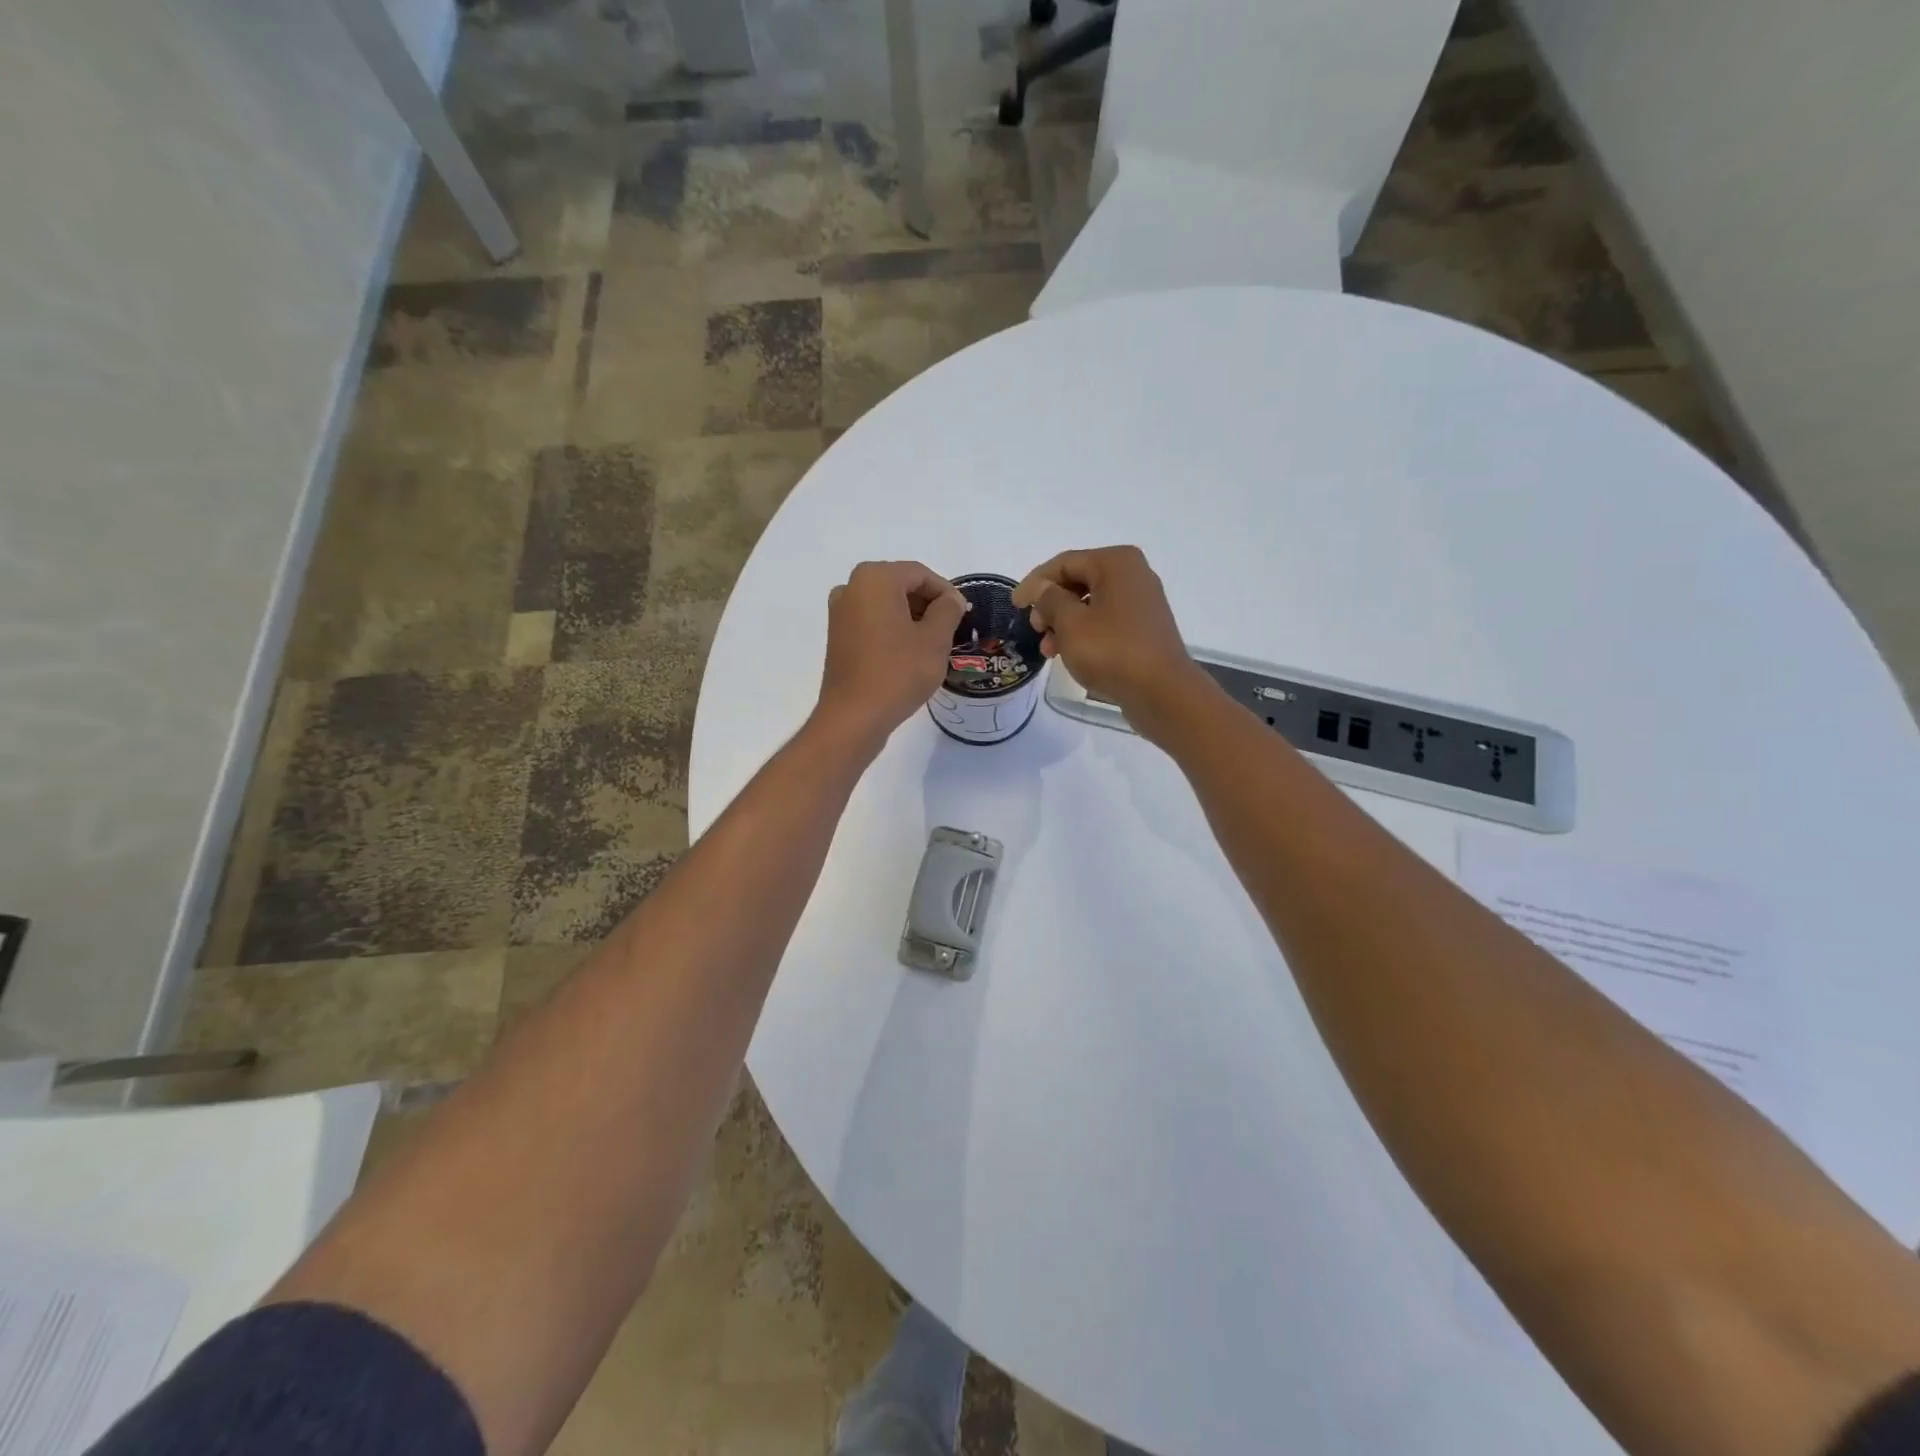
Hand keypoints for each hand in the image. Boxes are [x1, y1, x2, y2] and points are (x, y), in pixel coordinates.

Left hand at [815, 561, 967, 750]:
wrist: (854, 716)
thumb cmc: (898, 672)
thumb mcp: (935, 639)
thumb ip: (948, 610)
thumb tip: (951, 599)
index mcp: (875, 578)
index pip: (921, 574)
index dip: (947, 593)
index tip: (963, 616)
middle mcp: (851, 587)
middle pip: (901, 585)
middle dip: (928, 604)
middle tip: (950, 629)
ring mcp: (840, 612)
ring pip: (886, 604)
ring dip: (911, 617)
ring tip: (932, 644)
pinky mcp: (837, 636)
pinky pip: (872, 621)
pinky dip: (892, 629)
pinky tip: (908, 653)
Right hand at [1012, 546, 1206, 734]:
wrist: (1162, 692)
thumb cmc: (1112, 651)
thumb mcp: (1070, 623)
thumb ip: (1049, 600)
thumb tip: (1041, 589)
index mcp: (1116, 563)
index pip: (1064, 563)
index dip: (1034, 583)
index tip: (1014, 605)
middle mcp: (1133, 575)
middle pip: (1078, 581)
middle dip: (1050, 605)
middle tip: (1034, 629)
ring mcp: (1142, 603)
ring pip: (1091, 604)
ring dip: (1064, 623)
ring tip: (1049, 650)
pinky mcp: (1144, 629)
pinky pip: (1106, 622)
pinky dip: (1084, 633)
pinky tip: (1070, 654)